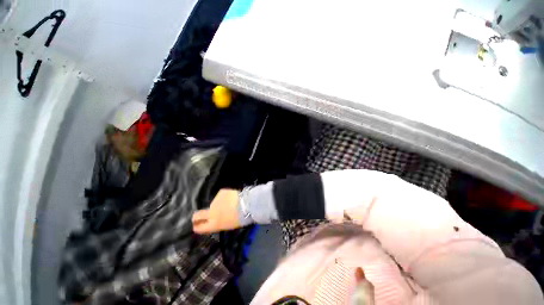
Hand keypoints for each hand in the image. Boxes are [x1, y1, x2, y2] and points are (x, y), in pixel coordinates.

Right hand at [192, 189, 240, 233]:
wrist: (247, 204)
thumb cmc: (240, 218)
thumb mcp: (227, 225)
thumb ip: (218, 223)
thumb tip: (214, 220)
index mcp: (213, 224)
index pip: (199, 228)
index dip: (197, 226)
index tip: (196, 225)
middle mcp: (211, 212)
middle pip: (197, 215)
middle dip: (196, 216)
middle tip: (200, 216)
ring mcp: (215, 201)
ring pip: (214, 203)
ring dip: (219, 204)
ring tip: (229, 203)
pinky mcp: (220, 192)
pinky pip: (221, 195)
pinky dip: (225, 196)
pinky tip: (232, 196)